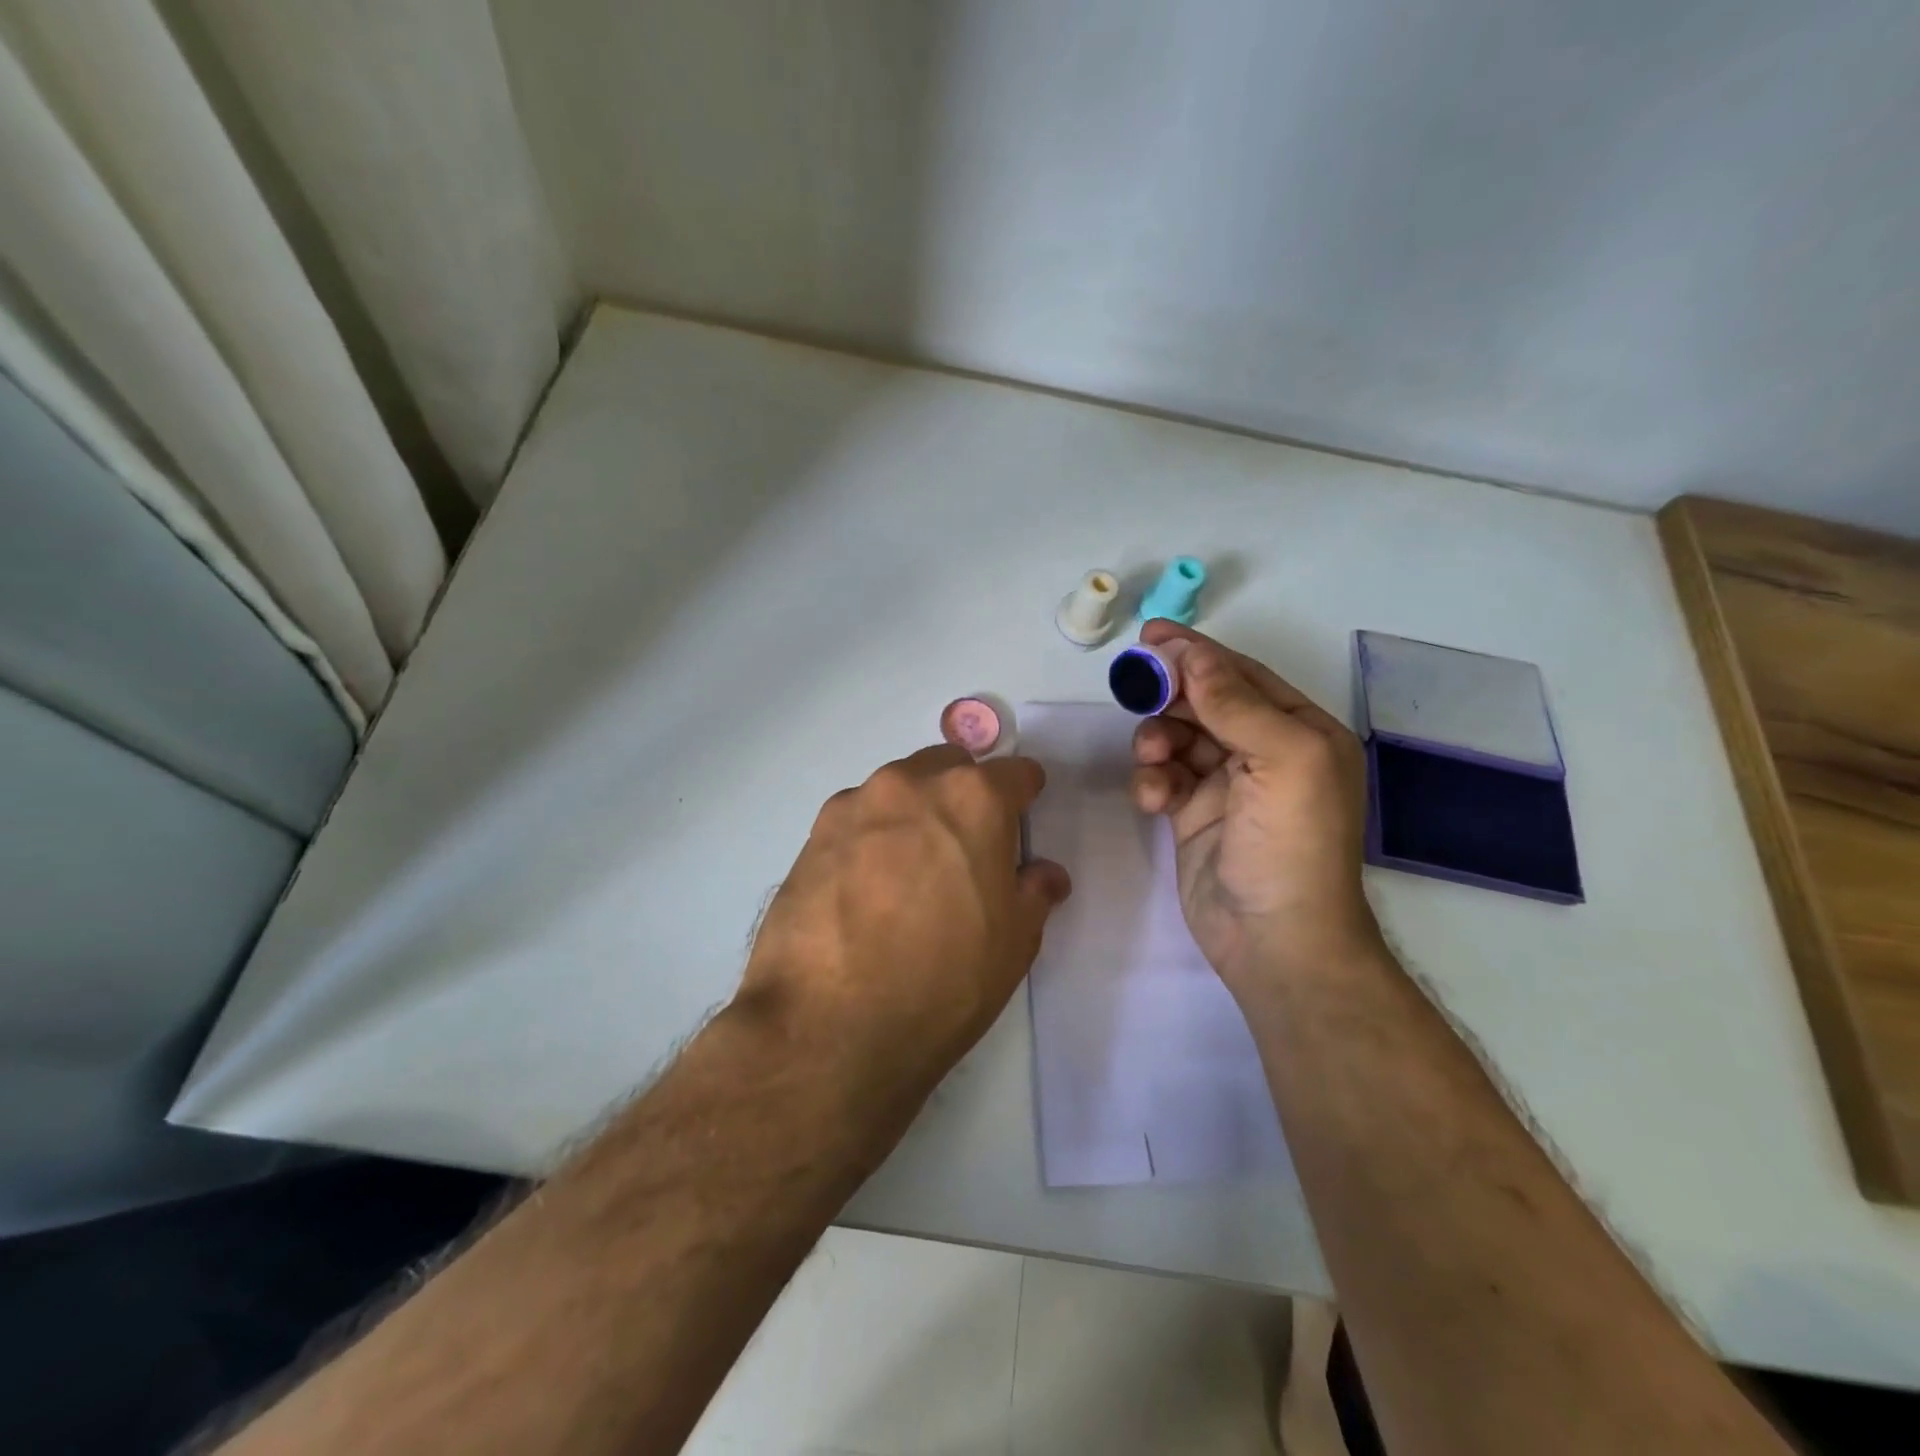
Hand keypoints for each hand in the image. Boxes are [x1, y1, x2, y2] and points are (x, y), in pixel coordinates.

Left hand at [739, 745, 1071, 1096]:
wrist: (830, 1025)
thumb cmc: (944, 981)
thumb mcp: (1014, 943)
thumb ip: (1034, 892)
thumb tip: (1044, 874)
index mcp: (974, 799)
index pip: (1015, 772)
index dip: (1024, 795)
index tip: (1021, 817)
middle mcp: (912, 784)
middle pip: (950, 768)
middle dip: (964, 794)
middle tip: (965, 848)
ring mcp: (855, 804)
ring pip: (899, 789)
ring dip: (914, 812)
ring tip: (909, 872)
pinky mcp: (813, 834)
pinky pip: (857, 819)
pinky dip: (870, 837)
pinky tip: (864, 888)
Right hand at [1129, 622, 1377, 998]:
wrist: (1274, 940)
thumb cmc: (1292, 843)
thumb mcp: (1283, 759)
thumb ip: (1236, 703)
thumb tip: (1194, 656)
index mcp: (1300, 731)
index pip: (1242, 676)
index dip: (1197, 652)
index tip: (1150, 636)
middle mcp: (1265, 752)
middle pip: (1205, 702)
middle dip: (1170, 695)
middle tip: (1135, 689)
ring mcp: (1226, 785)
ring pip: (1177, 737)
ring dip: (1157, 739)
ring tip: (1151, 756)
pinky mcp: (1192, 814)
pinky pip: (1163, 777)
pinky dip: (1152, 780)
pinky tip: (1151, 799)